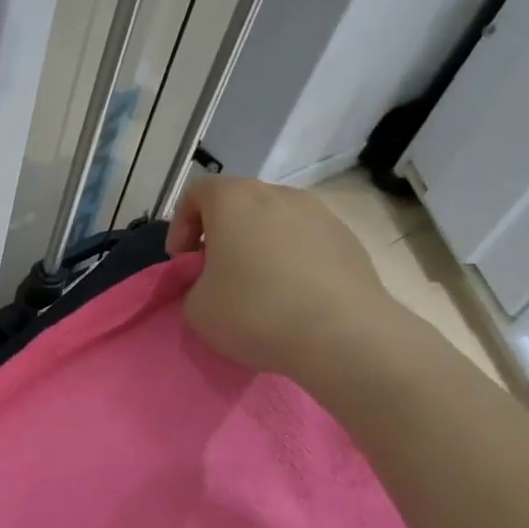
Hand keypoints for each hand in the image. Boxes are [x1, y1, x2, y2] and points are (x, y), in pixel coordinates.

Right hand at [166, 176, 404, 387]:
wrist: (342, 335)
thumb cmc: (255, 312)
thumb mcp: (197, 308)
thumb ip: (194, 284)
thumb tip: (212, 282)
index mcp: (234, 200)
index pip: (196, 192)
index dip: (181, 226)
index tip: (184, 262)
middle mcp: (278, 194)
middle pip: (238, 204)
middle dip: (221, 235)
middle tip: (216, 274)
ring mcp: (319, 213)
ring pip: (275, 221)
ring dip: (259, 245)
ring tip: (259, 287)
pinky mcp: (348, 238)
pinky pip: (306, 241)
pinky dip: (293, 260)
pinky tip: (294, 296)